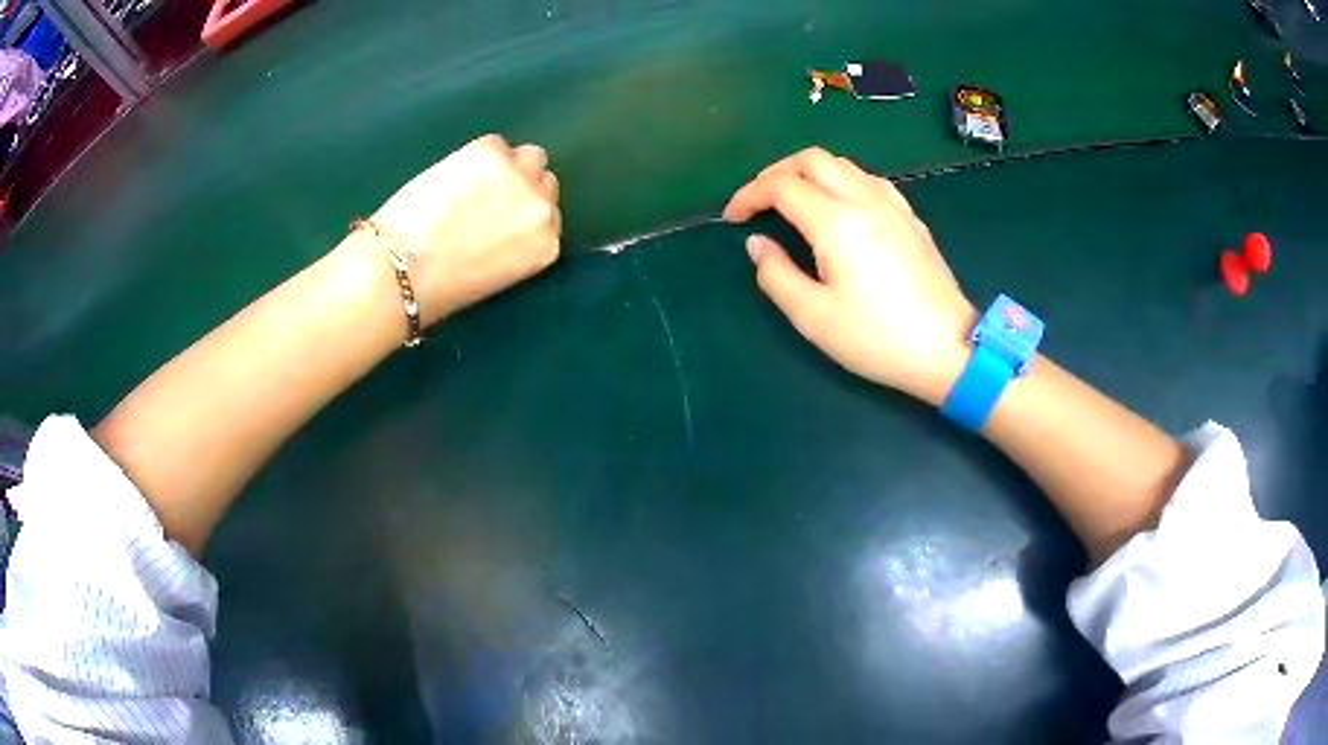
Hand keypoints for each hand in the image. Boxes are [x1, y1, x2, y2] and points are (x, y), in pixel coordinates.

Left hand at [371, 134, 560, 324]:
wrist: (402, 269)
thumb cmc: (439, 288)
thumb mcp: (495, 275)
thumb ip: (514, 243)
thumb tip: (504, 218)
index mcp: (545, 247)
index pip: (550, 217)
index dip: (523, 215)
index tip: (501, 220)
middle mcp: (542, 210)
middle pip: (545, 182)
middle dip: (521, 188)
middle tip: (486, 200)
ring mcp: (519, 177)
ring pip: (531, 156)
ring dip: (509, 165)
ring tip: (474, 181)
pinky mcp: (491, 153)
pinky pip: (495, 143)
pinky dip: (477, 156)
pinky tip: (453, 175)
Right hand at [724, 147, 976, 405]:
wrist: (947, 348)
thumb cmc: (877, 338)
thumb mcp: (814, 317)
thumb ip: (776, 275)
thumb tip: (758, 244)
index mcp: (836, 222)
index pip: (782, 186)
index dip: (749, 195)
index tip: (733, 218)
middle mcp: (864, 200)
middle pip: (812, 159)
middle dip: (776, 172)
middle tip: (758, 200)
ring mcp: (892, 205)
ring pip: (842, 164)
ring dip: (808, 172)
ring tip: (792, 200)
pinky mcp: (910, 217)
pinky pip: (867, 179)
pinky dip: (840, 180)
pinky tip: (838, 206)